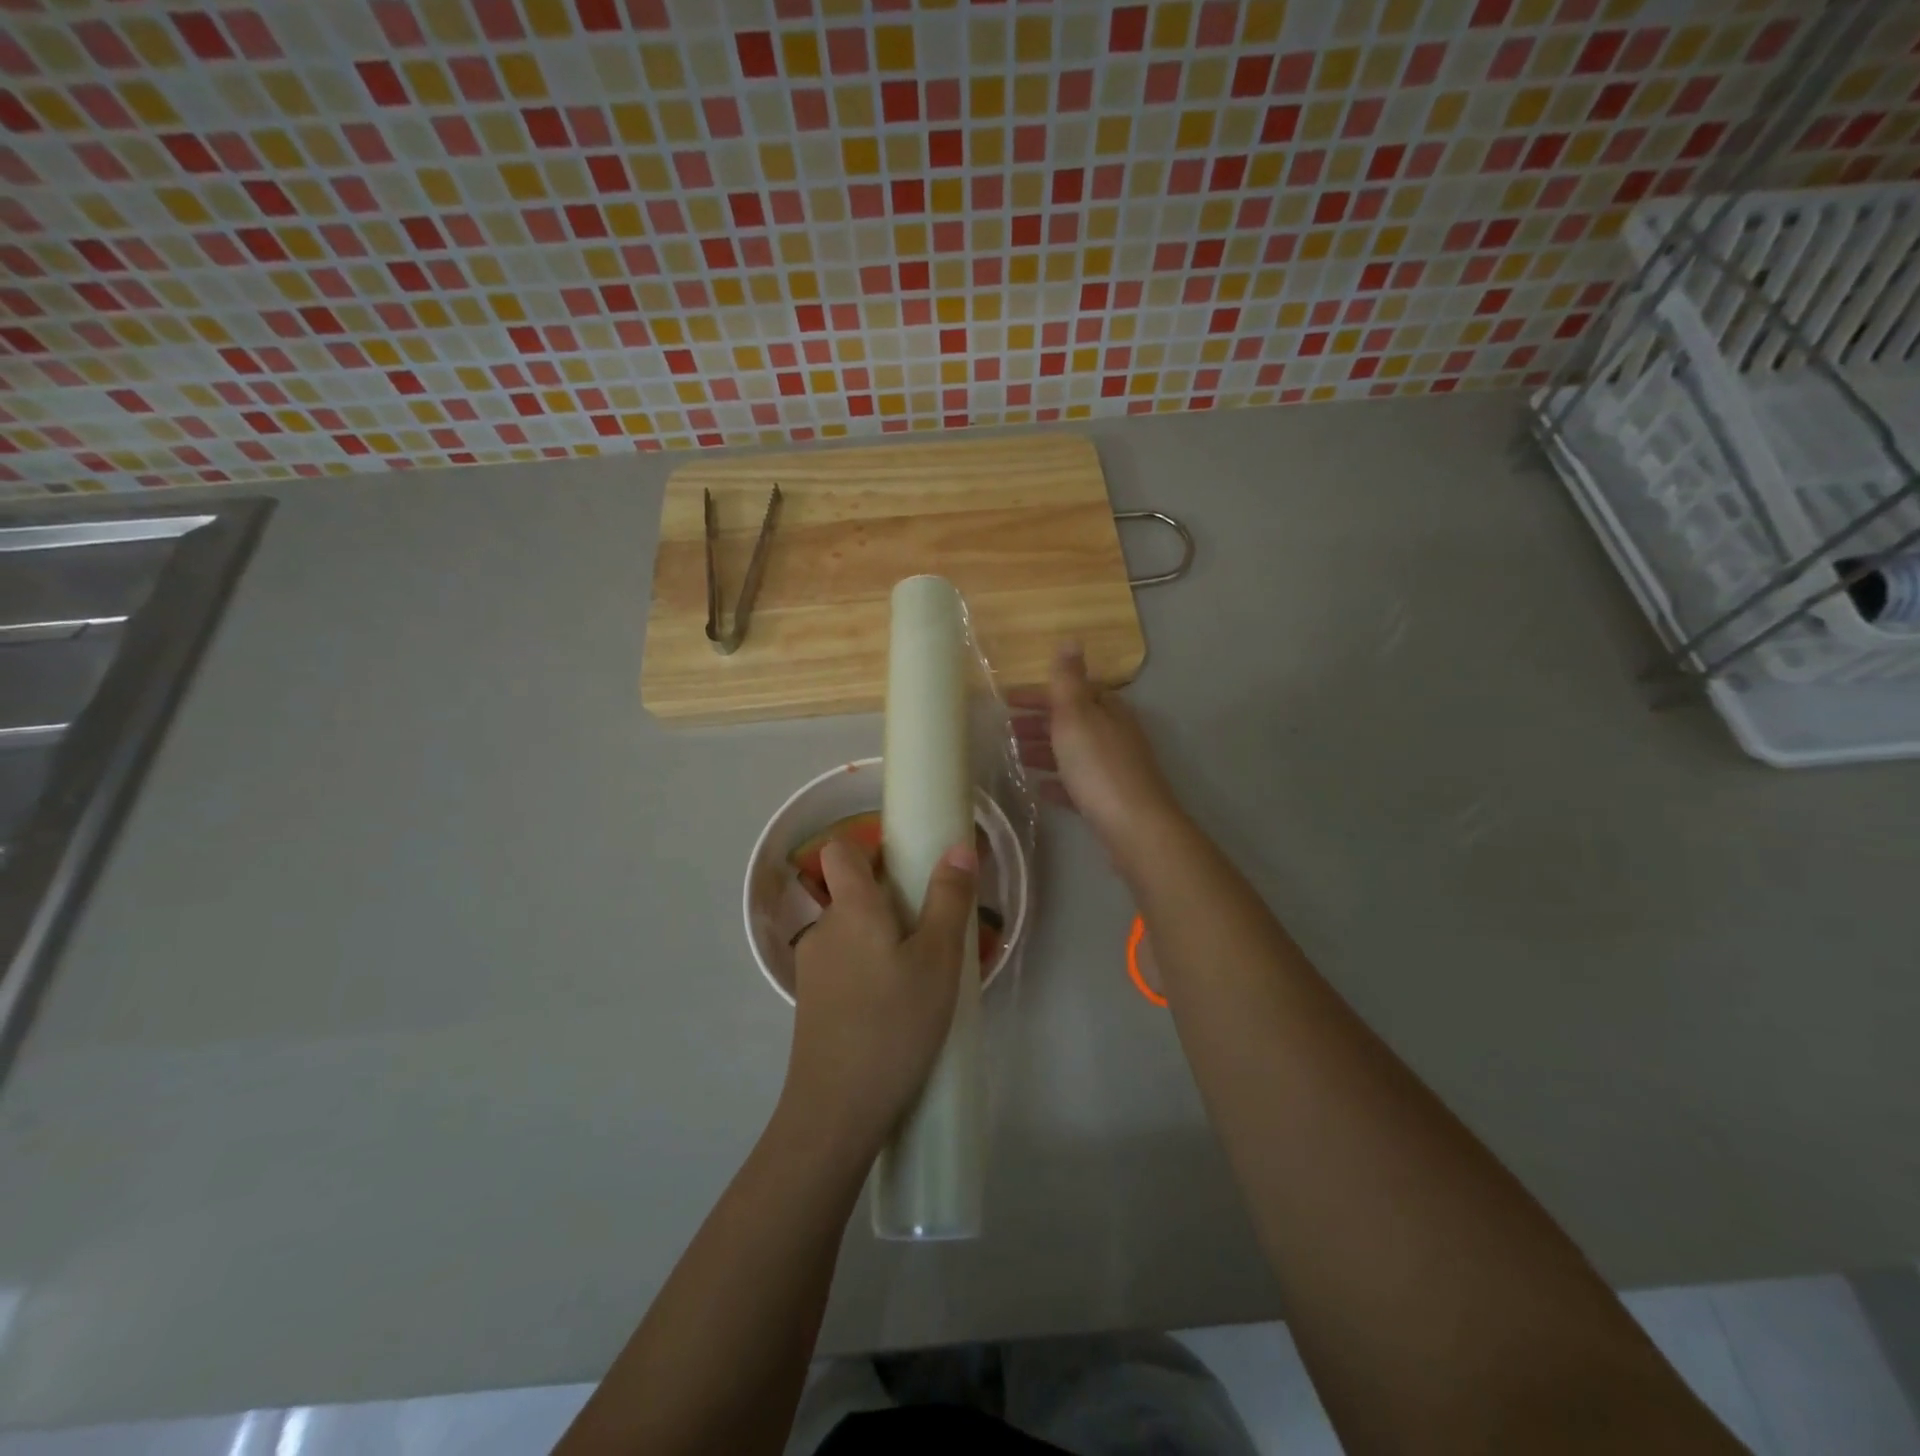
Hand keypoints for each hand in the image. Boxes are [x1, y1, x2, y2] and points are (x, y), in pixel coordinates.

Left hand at [782, 836, 978, 1158]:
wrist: (836, 1110)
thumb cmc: (894, 1025)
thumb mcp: (938, 960)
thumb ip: (948, 900)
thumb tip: (958, 847)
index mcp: (851, 908)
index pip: (840, 850)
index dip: (868, 849)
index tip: (905, 868)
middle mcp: (823, 929)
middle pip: (850, 893)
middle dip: (889, 902)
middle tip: (931, 931)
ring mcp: (812, 968)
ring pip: (849, 933)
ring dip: (881, 940)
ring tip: (919, 975)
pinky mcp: (811, 1002)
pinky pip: (844, 966)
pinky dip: (868, 970)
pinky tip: (895, 1007)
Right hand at [1012, 644, 1185, 873]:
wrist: (1135, 827)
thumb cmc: (1099, 766)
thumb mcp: (1077, 716)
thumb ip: (1068, 680)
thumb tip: (1071, 639)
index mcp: (1107, 710)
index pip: (1070, 692)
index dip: (1037, 694)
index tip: (1005, 700)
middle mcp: (1114, 735)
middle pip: (1071, 722)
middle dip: (1038, 723)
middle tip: (1004, 729)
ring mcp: (1113, 768)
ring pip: (1073, 752)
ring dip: (1044, 751)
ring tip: (1015, 758)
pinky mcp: (1109, 799)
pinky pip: (1077, 784)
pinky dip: (1057, 782)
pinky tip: (1039, 789)